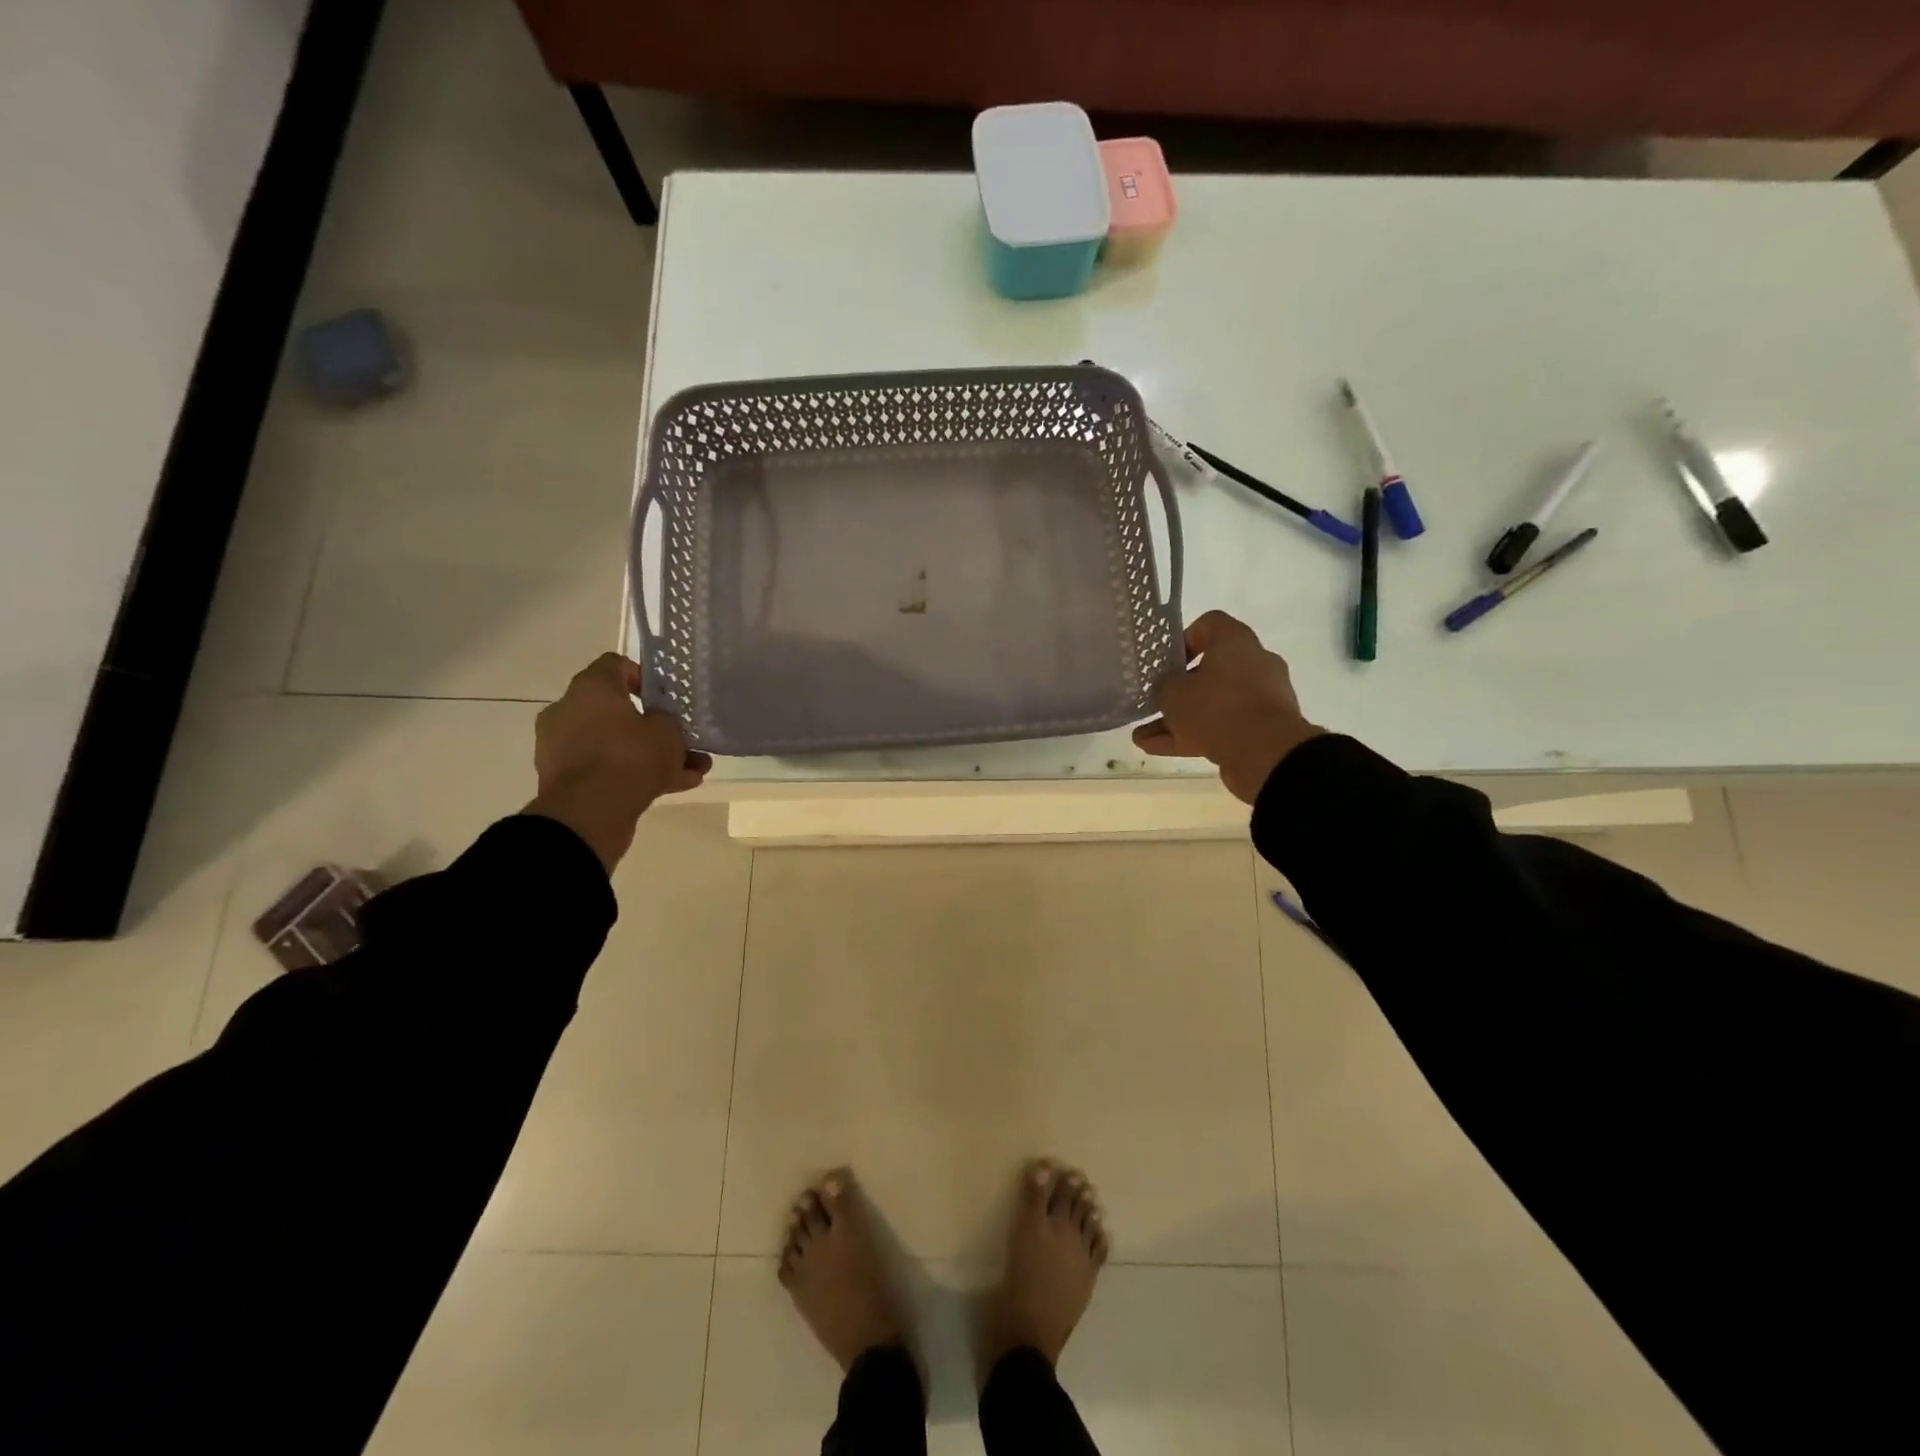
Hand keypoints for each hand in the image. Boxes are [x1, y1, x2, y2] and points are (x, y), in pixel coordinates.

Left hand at [527, 653, 711, 871]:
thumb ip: (667, 720)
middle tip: (682, 739)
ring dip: (650, 754)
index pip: (616, 665)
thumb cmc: (630, 757)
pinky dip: (634, 775)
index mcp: (591, 688)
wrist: (589, 813)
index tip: (665, 697)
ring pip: (616, 743)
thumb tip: (657, 722)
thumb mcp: (667, 732)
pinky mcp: (566, 778)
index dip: (644, 676)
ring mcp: (563, 746)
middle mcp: (569, 710)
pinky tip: (674, 787)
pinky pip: (607, 768)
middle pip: (617, 710)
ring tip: (689, 771)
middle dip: (653, 726)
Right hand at [1133, 611, 1324, 804]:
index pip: (1209, 624)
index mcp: (1235, 641)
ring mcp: (1261, 697)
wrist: (1266, 753)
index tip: (1165, 662)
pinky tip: (1159, 750)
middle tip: (1154, 701)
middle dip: (1178, 689)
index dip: (1183, 640)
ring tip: (1144, 736)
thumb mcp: (1173, 692)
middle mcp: (1253, 663)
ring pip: (1213, 703)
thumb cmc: (1216, 708)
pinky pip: (1222, 726)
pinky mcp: (1262, 728)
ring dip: (1179, 719)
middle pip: (1210, 669)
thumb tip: (1167, 686)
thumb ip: (1163, 684)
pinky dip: (1193, 736)